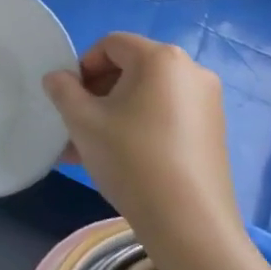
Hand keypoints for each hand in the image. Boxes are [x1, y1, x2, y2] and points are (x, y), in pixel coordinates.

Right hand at [43, 34, 270, 269]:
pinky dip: (140, 126)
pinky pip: (166, 114)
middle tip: (76, 126)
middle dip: (97, 93)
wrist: (189, 224)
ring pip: (147, 95)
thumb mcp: (83, 122)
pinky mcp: (213, 130)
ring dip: (114, 113)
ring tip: (89, 149)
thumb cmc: (131, 160)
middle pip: (131, 68)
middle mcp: (190, 70)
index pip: (111, 45)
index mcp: (161, 58)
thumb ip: (63, 90)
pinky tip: (120, 159)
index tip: (69, 99)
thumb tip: (57, 78)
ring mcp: (207, 101)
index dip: (83, 66)